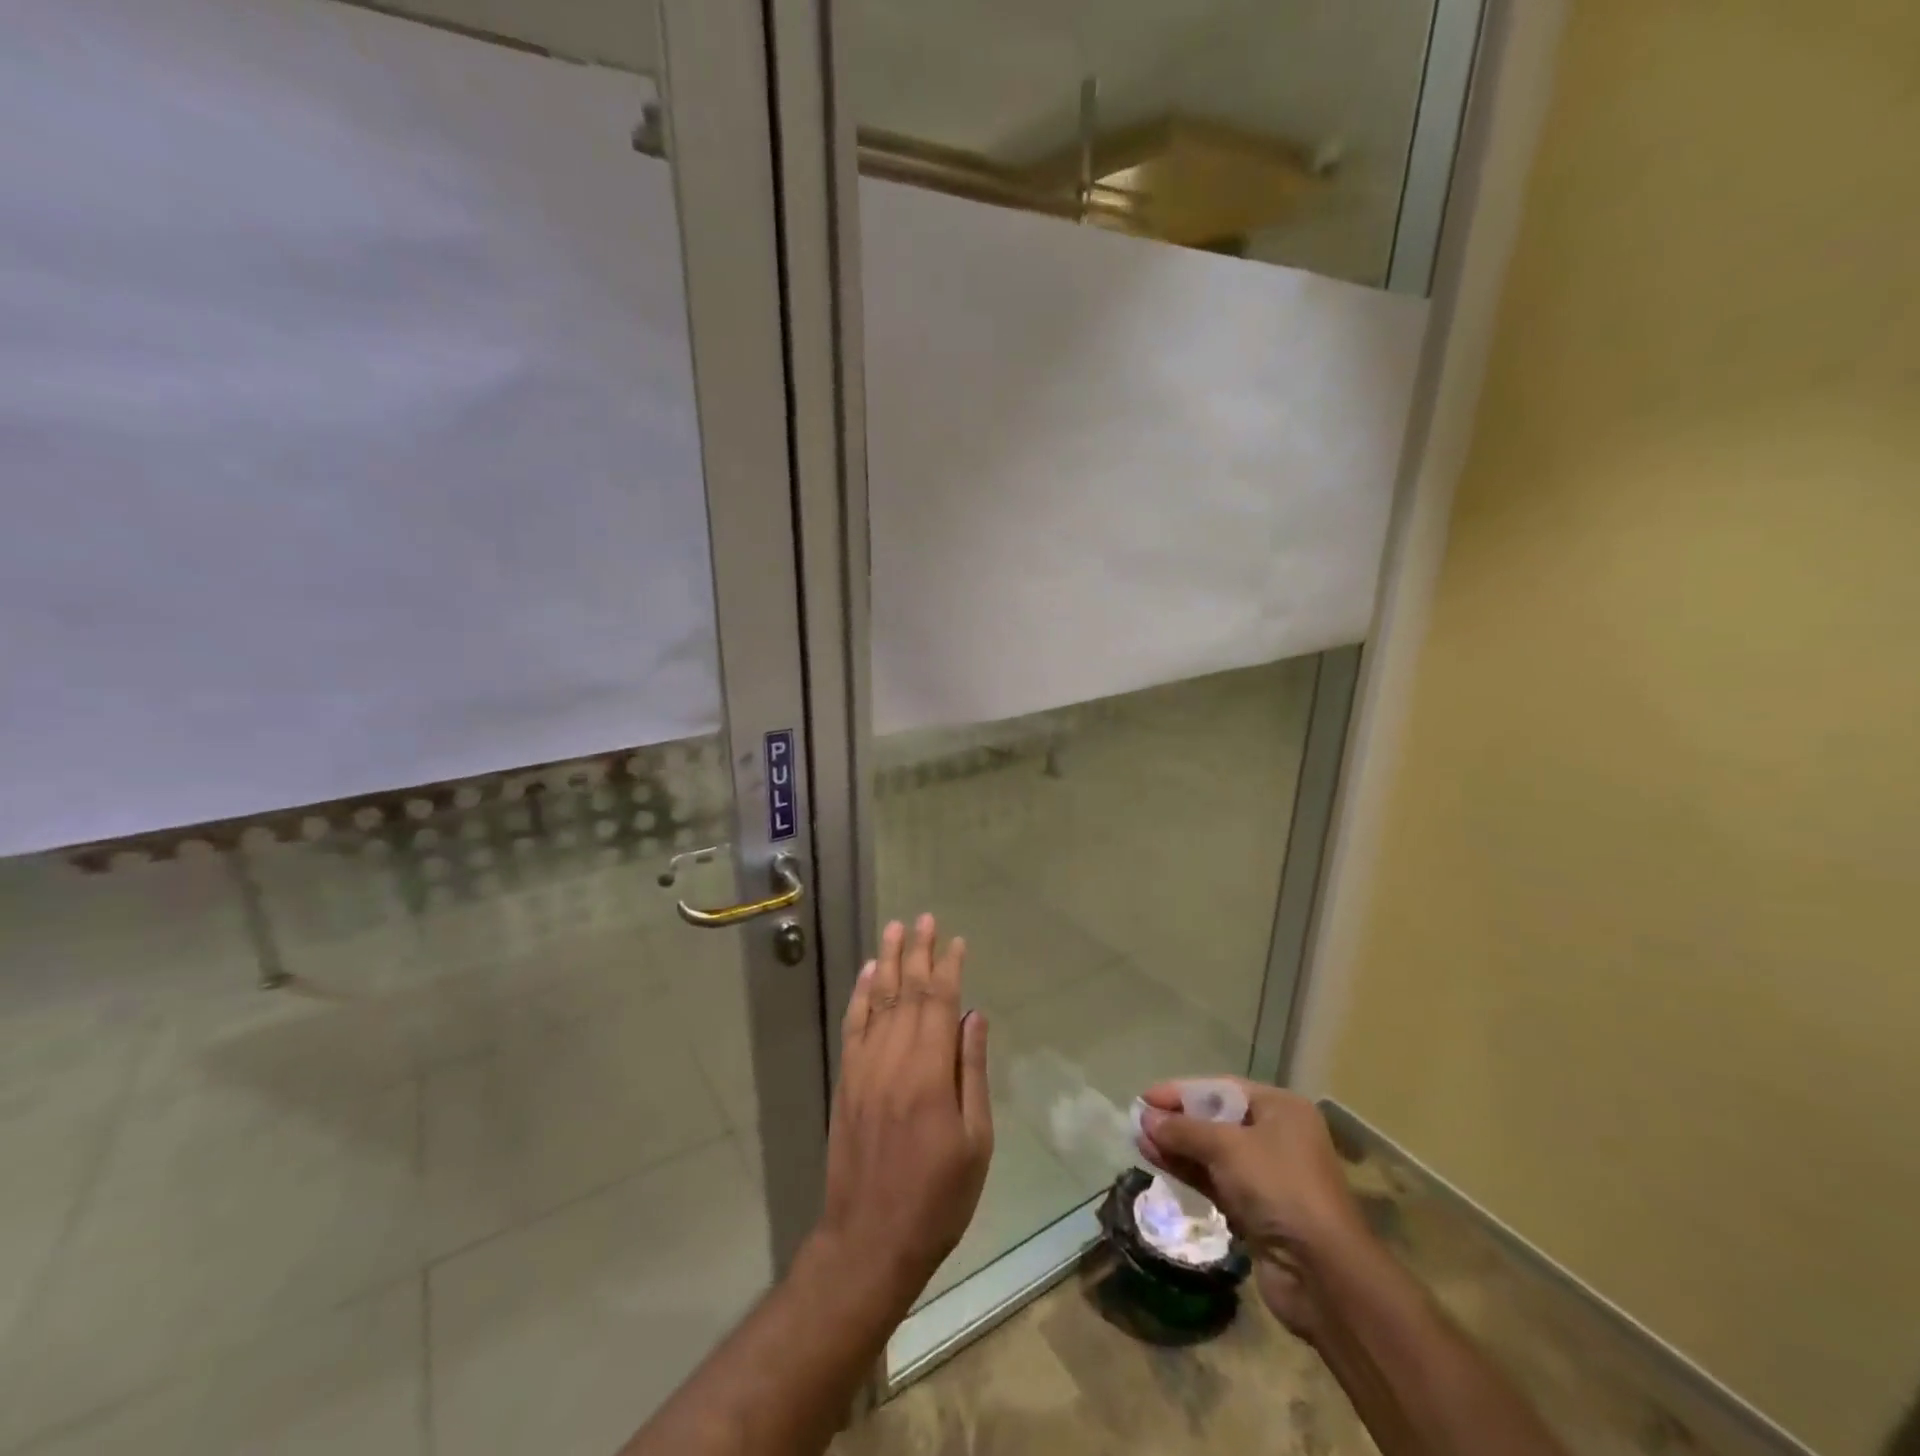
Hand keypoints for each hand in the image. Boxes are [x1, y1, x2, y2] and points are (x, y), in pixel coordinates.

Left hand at [811, 915, 992, 1314]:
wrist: (870, 1239)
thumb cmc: (937, 1197)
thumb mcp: (975, 1142)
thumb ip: (971, 1072)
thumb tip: (973, 1016)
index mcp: (930, 1073)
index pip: (940, 1003)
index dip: (949, 967)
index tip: (957, 940)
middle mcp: (894, 1059)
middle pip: (908, 992)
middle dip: (919, 952)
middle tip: (924, 918)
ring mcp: (864, 1067)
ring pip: (878, 1001)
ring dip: (889, 962)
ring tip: (896, 929)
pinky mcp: (846, 1080)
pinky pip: (854, 1025)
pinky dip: (861, 995)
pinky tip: (868, 973)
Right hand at [1135, 1078, 1363, 1338]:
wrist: (1323, 1274)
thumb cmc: (1279, 1188)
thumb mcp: (1227, 1147)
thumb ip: (1184, 1130)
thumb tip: (1145, 1119)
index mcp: (1281, 1109)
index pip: (1221, 1089)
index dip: (1181, 1091)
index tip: (1145, 1097)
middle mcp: (1276, 1136)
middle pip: (1216, 1119)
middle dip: (1177, 1120)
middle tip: (1138, 1121)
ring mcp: (1267, 1176)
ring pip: (1212, 1152)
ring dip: (1177, 1146)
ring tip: (1140, 1141)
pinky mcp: (1256, 1210)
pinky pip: (1215, 1180)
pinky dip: (1189, 1170)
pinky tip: (1158, 1162)